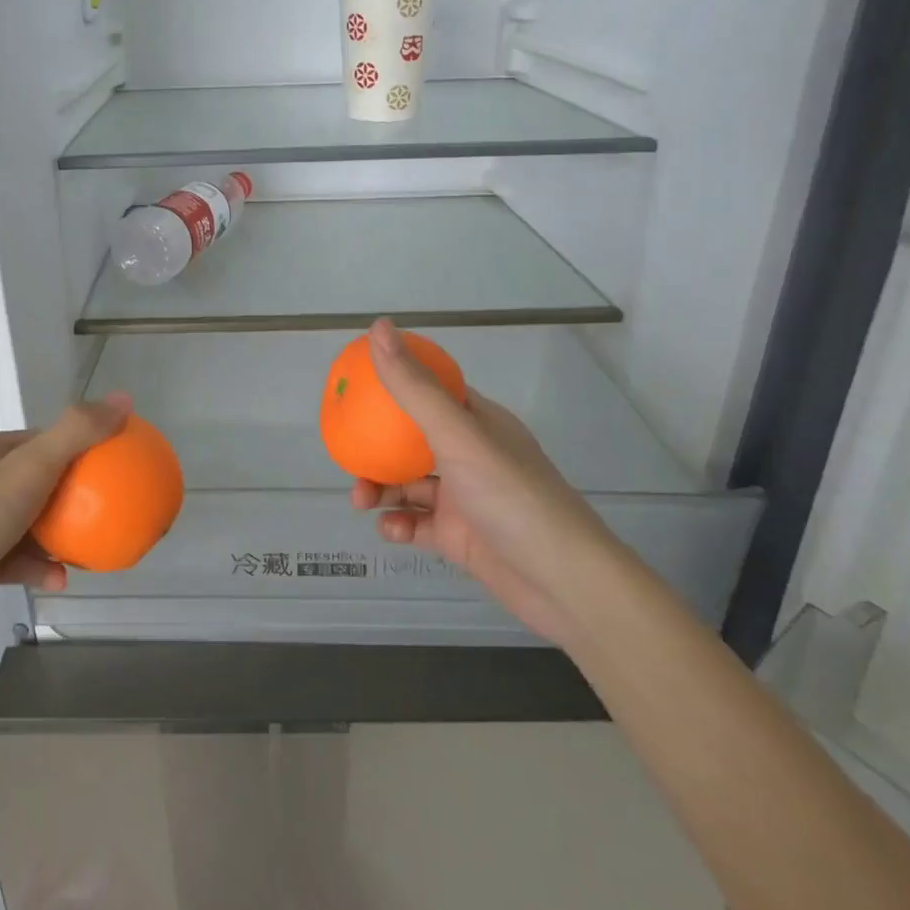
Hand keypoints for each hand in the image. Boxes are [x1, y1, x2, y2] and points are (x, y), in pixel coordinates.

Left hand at [0, 394, 132, 647]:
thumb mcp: (29, 470)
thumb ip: (76, 434)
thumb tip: (125, 398)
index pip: (43, 439)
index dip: (80, 447)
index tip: (113, 465)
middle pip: (38, 480)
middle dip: (73, 496)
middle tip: (106, 510)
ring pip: (26, 522)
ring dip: (56, 535)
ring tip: (88, 548)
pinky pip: (12, 558)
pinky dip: (35, 566)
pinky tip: (58, 580)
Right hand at [349, 319, 615, 638]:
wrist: (562, 582)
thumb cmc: (511, 496)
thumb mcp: (457, 435)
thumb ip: (413, 386)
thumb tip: (379, 326)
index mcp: (478, 422)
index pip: (432, 390)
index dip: (395, 383)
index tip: (356, 383)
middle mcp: (470, 456)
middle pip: (411, 440)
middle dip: (376, 446)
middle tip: (346, 452)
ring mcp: (464, 498)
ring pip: (408, 485)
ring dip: (380, 489)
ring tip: (360, 500)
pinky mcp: (459, 538)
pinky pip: (416, 524)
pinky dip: (399, 525)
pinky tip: (392, 531)